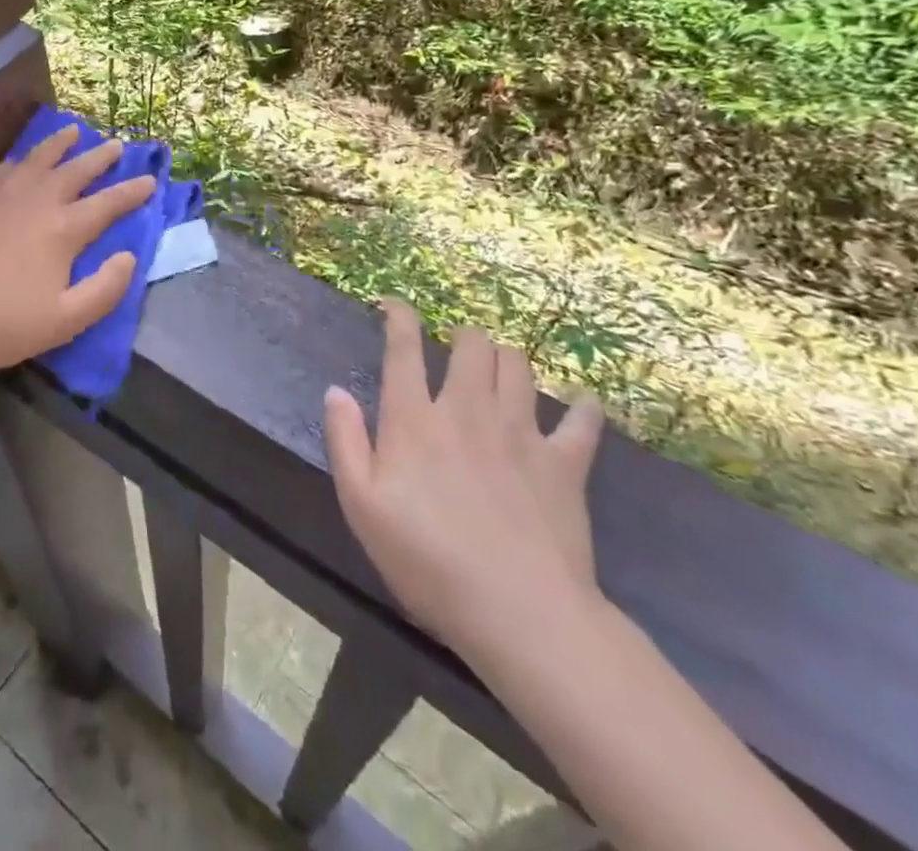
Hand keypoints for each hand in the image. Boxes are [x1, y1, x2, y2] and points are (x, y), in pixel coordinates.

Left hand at [0, 123, 156, 377]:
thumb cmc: (6, 324)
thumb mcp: (67, 320)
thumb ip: (106, 288)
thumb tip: (129, 256)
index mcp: (63, 230)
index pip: (107, 203)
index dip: (132, 191)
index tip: (150, 180)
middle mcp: (36, 201)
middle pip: (76, 170)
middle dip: (100, 157)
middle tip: (117, 145)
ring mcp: (2, 195)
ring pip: (38, 158)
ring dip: (60, 144)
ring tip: (74, 131)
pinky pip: (5, 168)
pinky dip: (23, 158)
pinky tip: (24, 159)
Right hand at [323, 303, 606, 664]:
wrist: (519, 612)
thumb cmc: (427, 560)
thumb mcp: (362, 506)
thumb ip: (345, 441)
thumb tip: (334, 391)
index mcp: (415, 419)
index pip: (404, 348)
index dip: (399, 316)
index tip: (393, 305)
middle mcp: (467, 411)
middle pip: (472, 346)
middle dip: (463, 334)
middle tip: (456, 344)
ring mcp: (521, 433)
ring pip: (518, 367)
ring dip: (506, 357)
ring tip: (500, 366)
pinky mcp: (565, 464)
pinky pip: (582, 421)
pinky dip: (582, 407)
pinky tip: (581, 403)